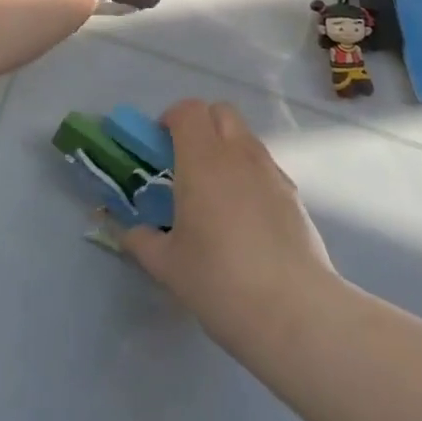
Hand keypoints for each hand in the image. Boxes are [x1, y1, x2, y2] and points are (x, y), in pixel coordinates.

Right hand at [122, 101, 337, 347]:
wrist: (293, 310)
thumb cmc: (219, 281)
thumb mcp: (168, 266)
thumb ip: (142, 241)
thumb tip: (128, 232)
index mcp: (202, 159)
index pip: (188, 110)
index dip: (172, 119)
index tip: (160, 146)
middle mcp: (238, 153)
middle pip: (221, 111)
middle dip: (201, 124)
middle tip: (186, 161)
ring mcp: (270, 170)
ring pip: (245, 136)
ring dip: (226, 147)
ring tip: (216, 191)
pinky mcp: (293, 193)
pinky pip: (264, 165)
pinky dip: (249, 173)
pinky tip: (245, 216)